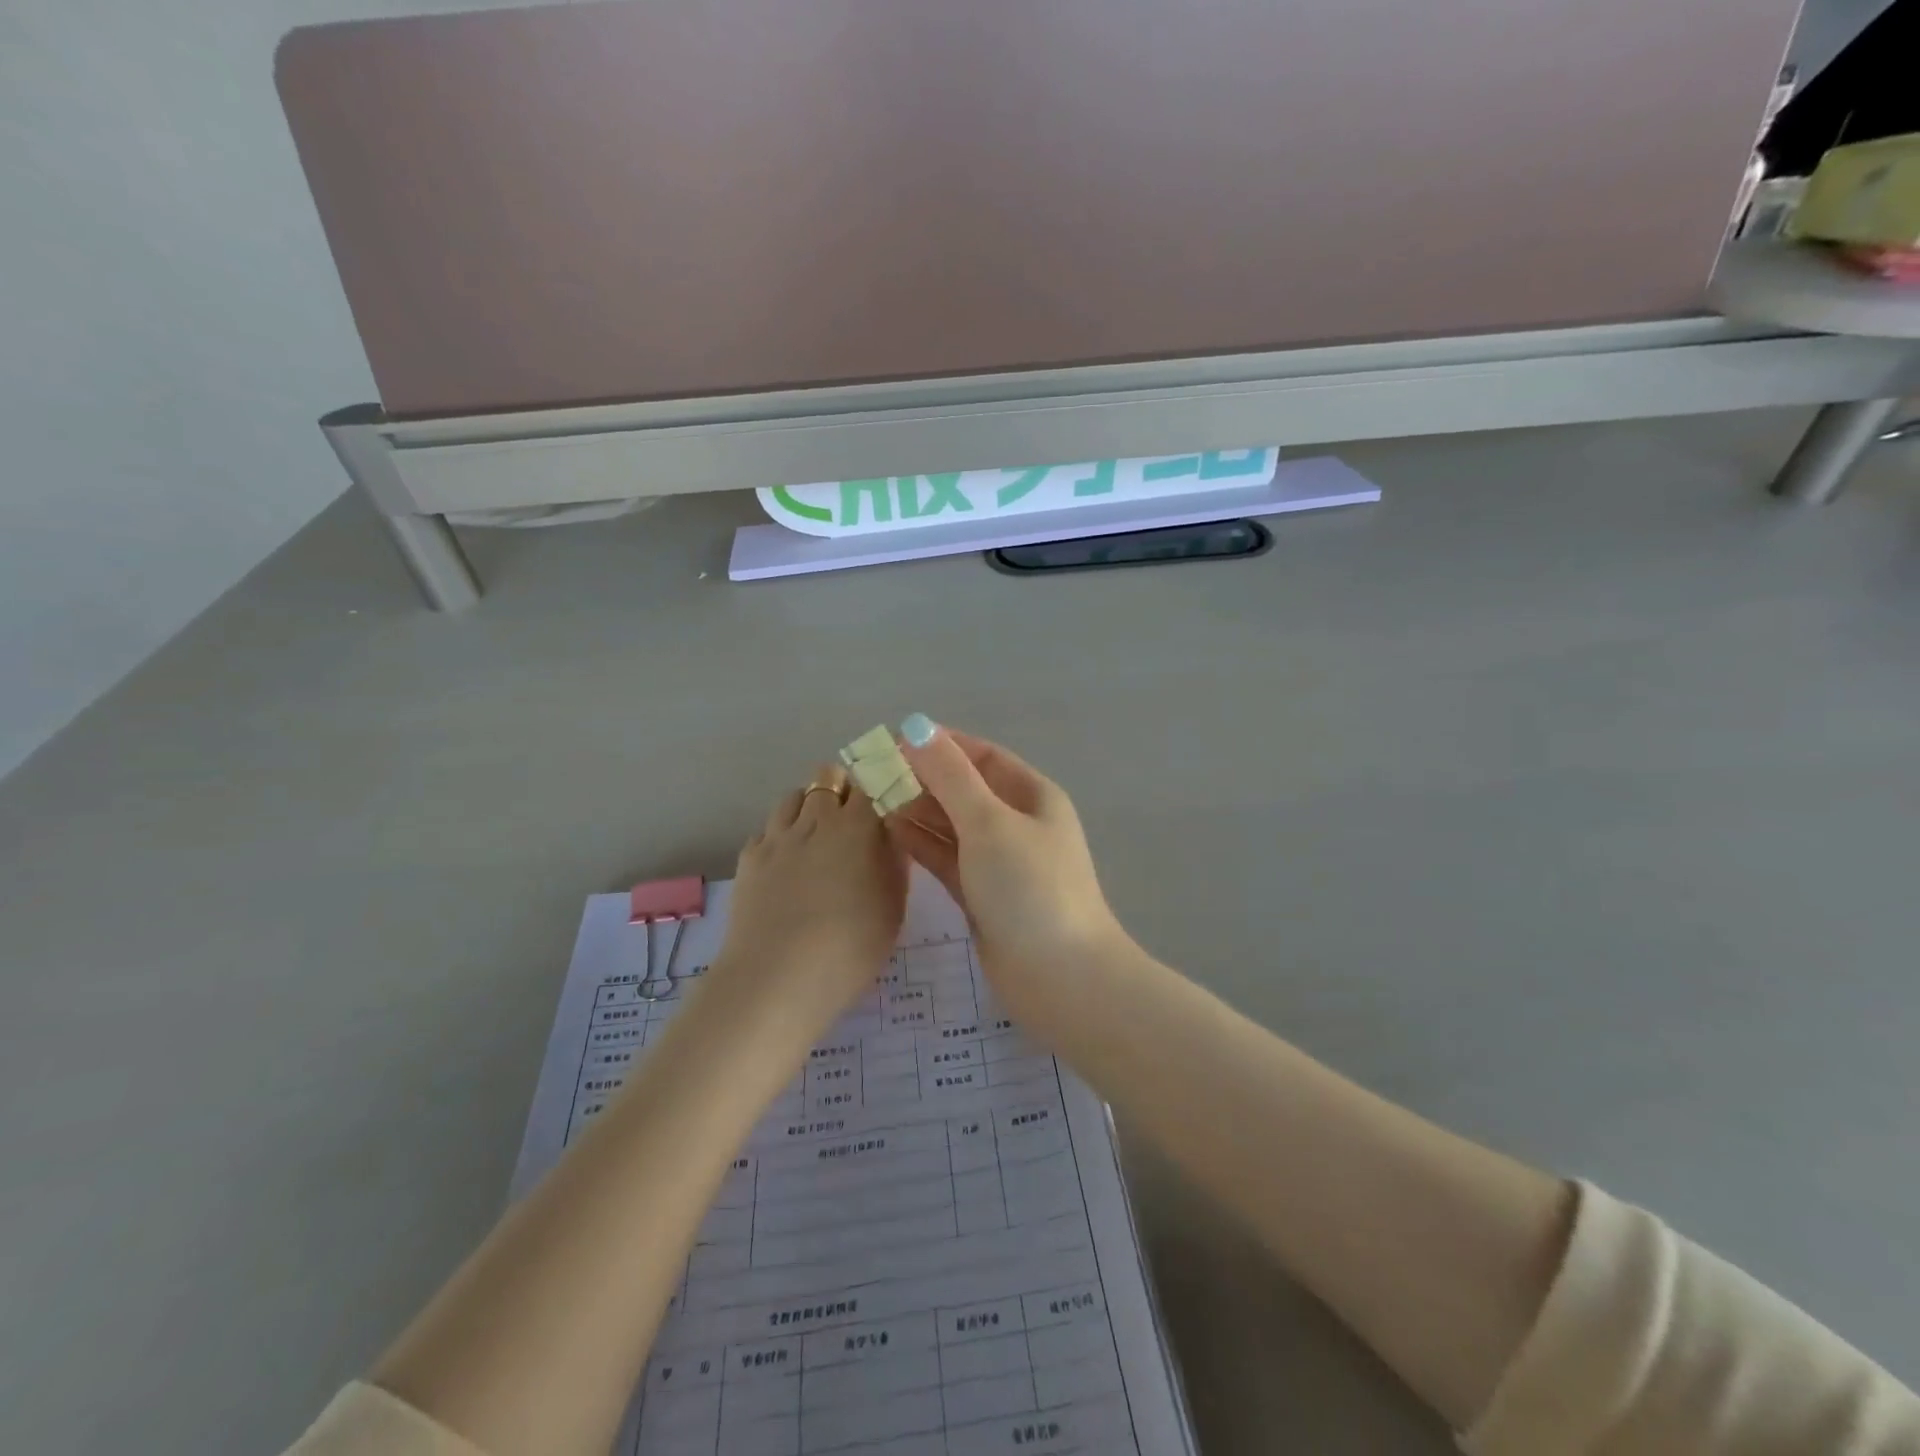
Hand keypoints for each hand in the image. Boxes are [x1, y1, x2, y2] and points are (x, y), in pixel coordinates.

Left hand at [709, 768, 908, 1030]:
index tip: (886, 799)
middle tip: (852, 820)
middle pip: (827, 776)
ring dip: (808, 806)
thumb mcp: (893, 907)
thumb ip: (894, 863)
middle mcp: (816, 819)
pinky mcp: (749, 857)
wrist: (778, 978)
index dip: (878, 785)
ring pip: (793, 796)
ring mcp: (778, 836)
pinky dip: (780, 836)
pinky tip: (785, 864)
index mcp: (858, 826)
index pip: (871, 781)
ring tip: (816, 836)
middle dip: (841, 788)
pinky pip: (767, 830)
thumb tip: (891, 835)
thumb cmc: (851, 946)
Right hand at [887, 719, 1131, 996]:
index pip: (982, 756)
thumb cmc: (1030, 888)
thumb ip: (950, 776)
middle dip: (922, 778)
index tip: (893, 741)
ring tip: (870, 799)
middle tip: (871, 773)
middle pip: (964, 789)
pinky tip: (888, 832)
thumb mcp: (989, 822)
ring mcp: (999, 862)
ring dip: (916, 810)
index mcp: (1032, 796)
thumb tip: (917, 727)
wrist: (1061, 978)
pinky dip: (920, 844)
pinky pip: (946, 858)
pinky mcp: (981, 896)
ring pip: (952, 825)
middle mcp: (1017, 823)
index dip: (940, 745)